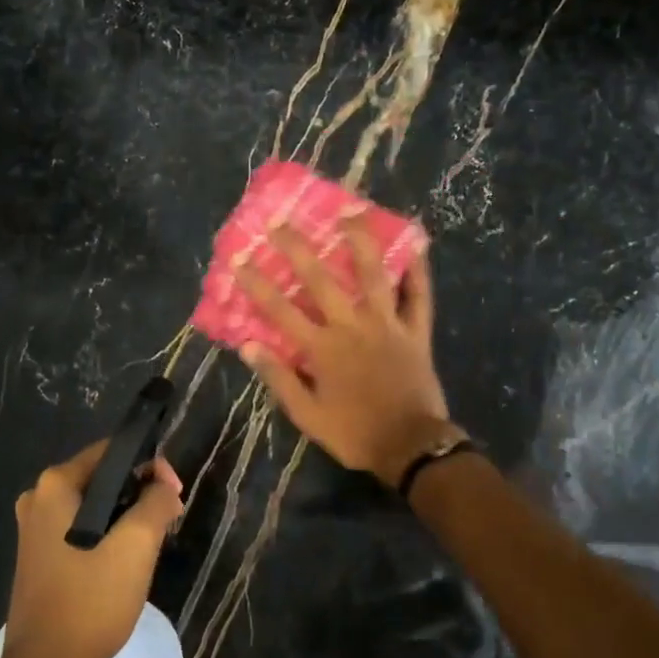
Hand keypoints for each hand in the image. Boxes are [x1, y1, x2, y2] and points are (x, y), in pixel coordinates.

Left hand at [3, 441, 183, 657]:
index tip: (175, 493)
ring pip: (94, 506)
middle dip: (140, 491)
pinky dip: (107, 533)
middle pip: (102, 477)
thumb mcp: (136, 545)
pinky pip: (81, 528)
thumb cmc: (90, 600)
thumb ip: (156, 502)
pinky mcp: (38, 556)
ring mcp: (33, 530)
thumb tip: (164, 485)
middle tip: (170, 516)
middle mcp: (38, 499)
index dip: (150, 465)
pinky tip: (126, 559)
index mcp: (55, 486)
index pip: (112, 452)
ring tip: (154, 538)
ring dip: (127, 515)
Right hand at [237, 214, 450, 481]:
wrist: (410, 446)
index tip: (239, 260)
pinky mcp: (416, 331)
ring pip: (373, 274)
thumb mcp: (307, 416)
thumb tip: (248, 346)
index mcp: (322, 348)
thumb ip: (279, 378)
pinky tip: (417, 244)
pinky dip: (419, 271)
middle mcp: (352, 326)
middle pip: (321, 280)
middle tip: (280, 222)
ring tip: (350, 211)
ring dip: (360, 241)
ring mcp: (387, 324)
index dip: (257, 285)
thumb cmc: (355, 433)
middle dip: (297, 249)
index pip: (280, 310)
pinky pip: (419, 296)